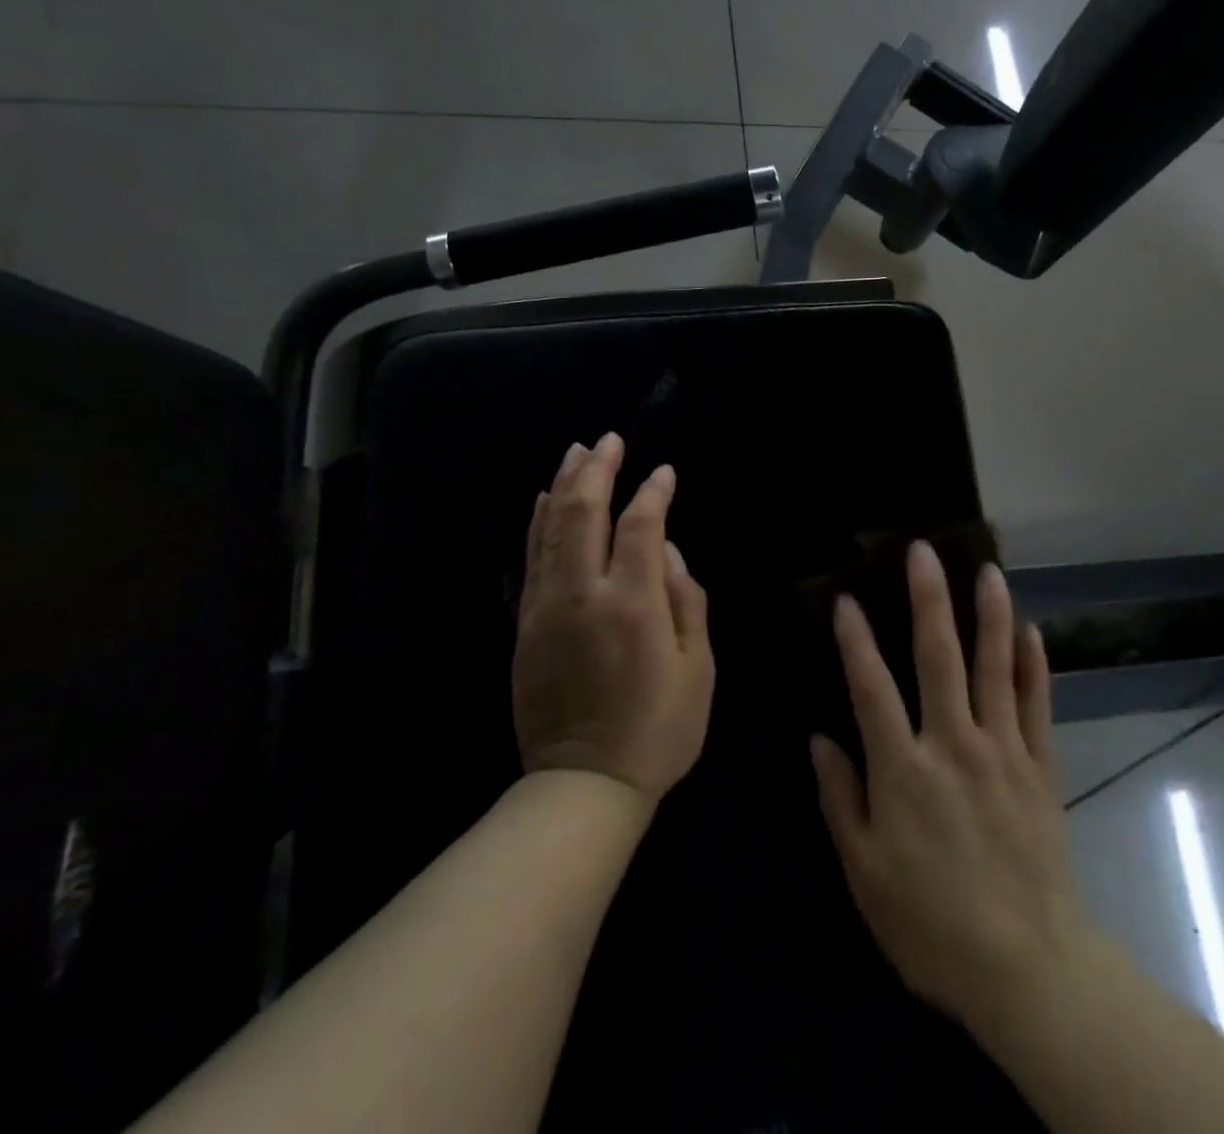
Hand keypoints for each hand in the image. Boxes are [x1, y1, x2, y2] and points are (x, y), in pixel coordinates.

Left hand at [513, 432, 713, 802]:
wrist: (583, 785)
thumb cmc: (658, 730)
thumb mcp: (698, 669)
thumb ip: (687, 601)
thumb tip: (669, 552)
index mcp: (632, 604)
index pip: (639, 526)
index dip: (653, 492)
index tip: (664, 472)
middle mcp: (583, 594)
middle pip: (584, 513)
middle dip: (598, 470)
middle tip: (609, 439)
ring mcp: (546, 607)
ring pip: (550, 528)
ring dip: (564, 485)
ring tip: (576, 452)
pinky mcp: (525, 625)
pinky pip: (531, 558)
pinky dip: (538, 522)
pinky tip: (543, 500)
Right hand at [811, 541, 1085, 1037]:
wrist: (1026, 969)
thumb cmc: (931, 925)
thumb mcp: (865, 873)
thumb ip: (841, 799)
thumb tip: (820, 739)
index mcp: (904, 771)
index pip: (872, 688)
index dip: (855, 640)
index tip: (846, 598)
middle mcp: (953, 745)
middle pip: (939, 658)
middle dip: (929, 600)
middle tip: (924, 552)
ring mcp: (1003, 751)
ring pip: (995, 668)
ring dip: (990, 615)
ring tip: (988, 570)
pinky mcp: (1040, 768)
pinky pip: (1036, 705)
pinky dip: (1033, 665)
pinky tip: (1031, 631)